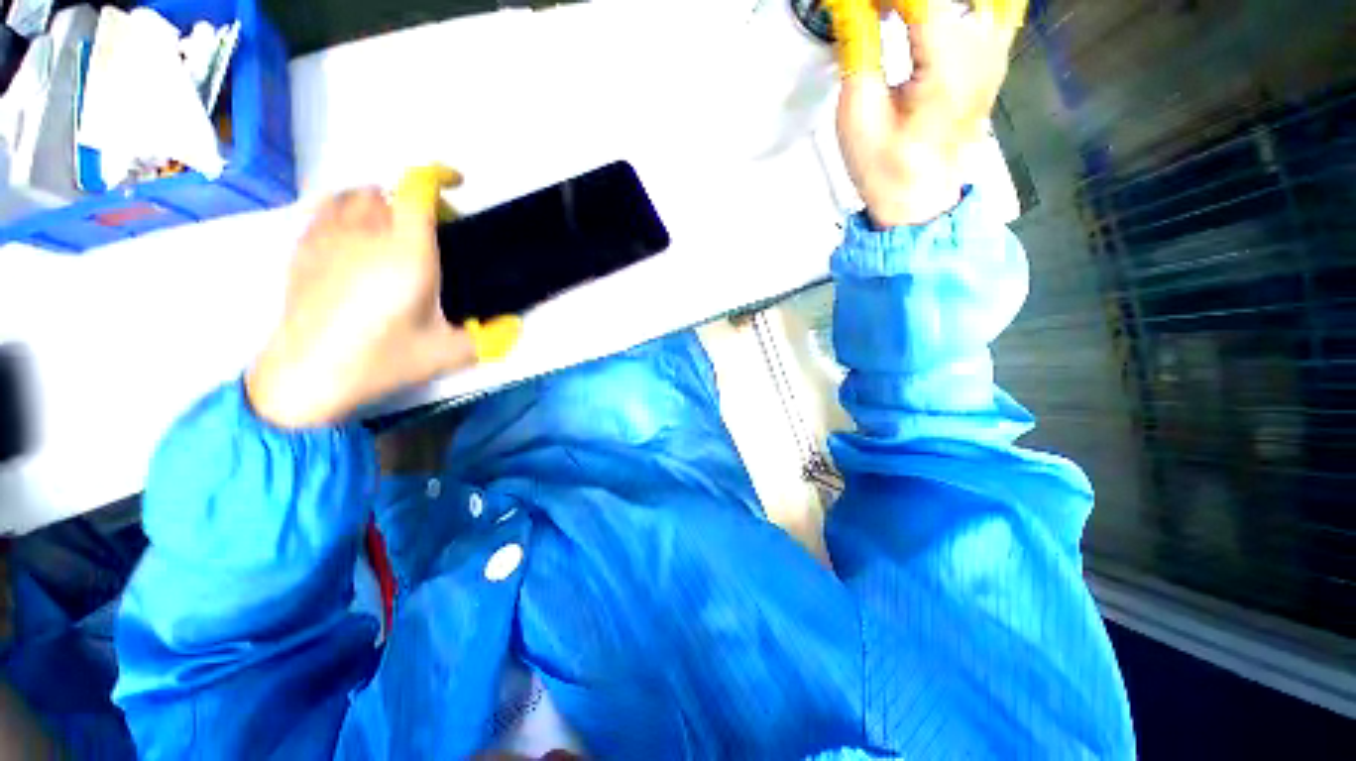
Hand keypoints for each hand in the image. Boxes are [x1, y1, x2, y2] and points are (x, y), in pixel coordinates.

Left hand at [246, 166, 521, 428]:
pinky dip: (346, 212)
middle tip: (432, 231)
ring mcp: (328, 238)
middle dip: (415, 201)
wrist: (308, 375)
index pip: (416, 190)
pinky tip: (355, 239)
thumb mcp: (449, 354)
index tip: (456, 183)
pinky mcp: (303, 249)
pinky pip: (325, 209)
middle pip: (388, 190)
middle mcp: (366, 234)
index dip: (438, 176)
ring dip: (380, 203)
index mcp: (407, 253)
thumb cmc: (382, 360)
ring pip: (354, 195)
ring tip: (392, 232)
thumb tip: (514, 327)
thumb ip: (490, 338)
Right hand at [826, 0, 1025, 226]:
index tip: (856, 7)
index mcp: (947, 69)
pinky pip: (990, 8)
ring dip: (924, 7)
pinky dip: (951, 11)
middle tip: (873, 15)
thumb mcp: (857, 113)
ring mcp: (994, 52)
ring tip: (893, 17)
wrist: (917, 198)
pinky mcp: (994, 56)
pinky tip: (926, 19)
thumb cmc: (886, 169)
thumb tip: (851, 5)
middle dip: (898, 2)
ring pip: (968, 4)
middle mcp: (981, 52)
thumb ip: (857, 46)